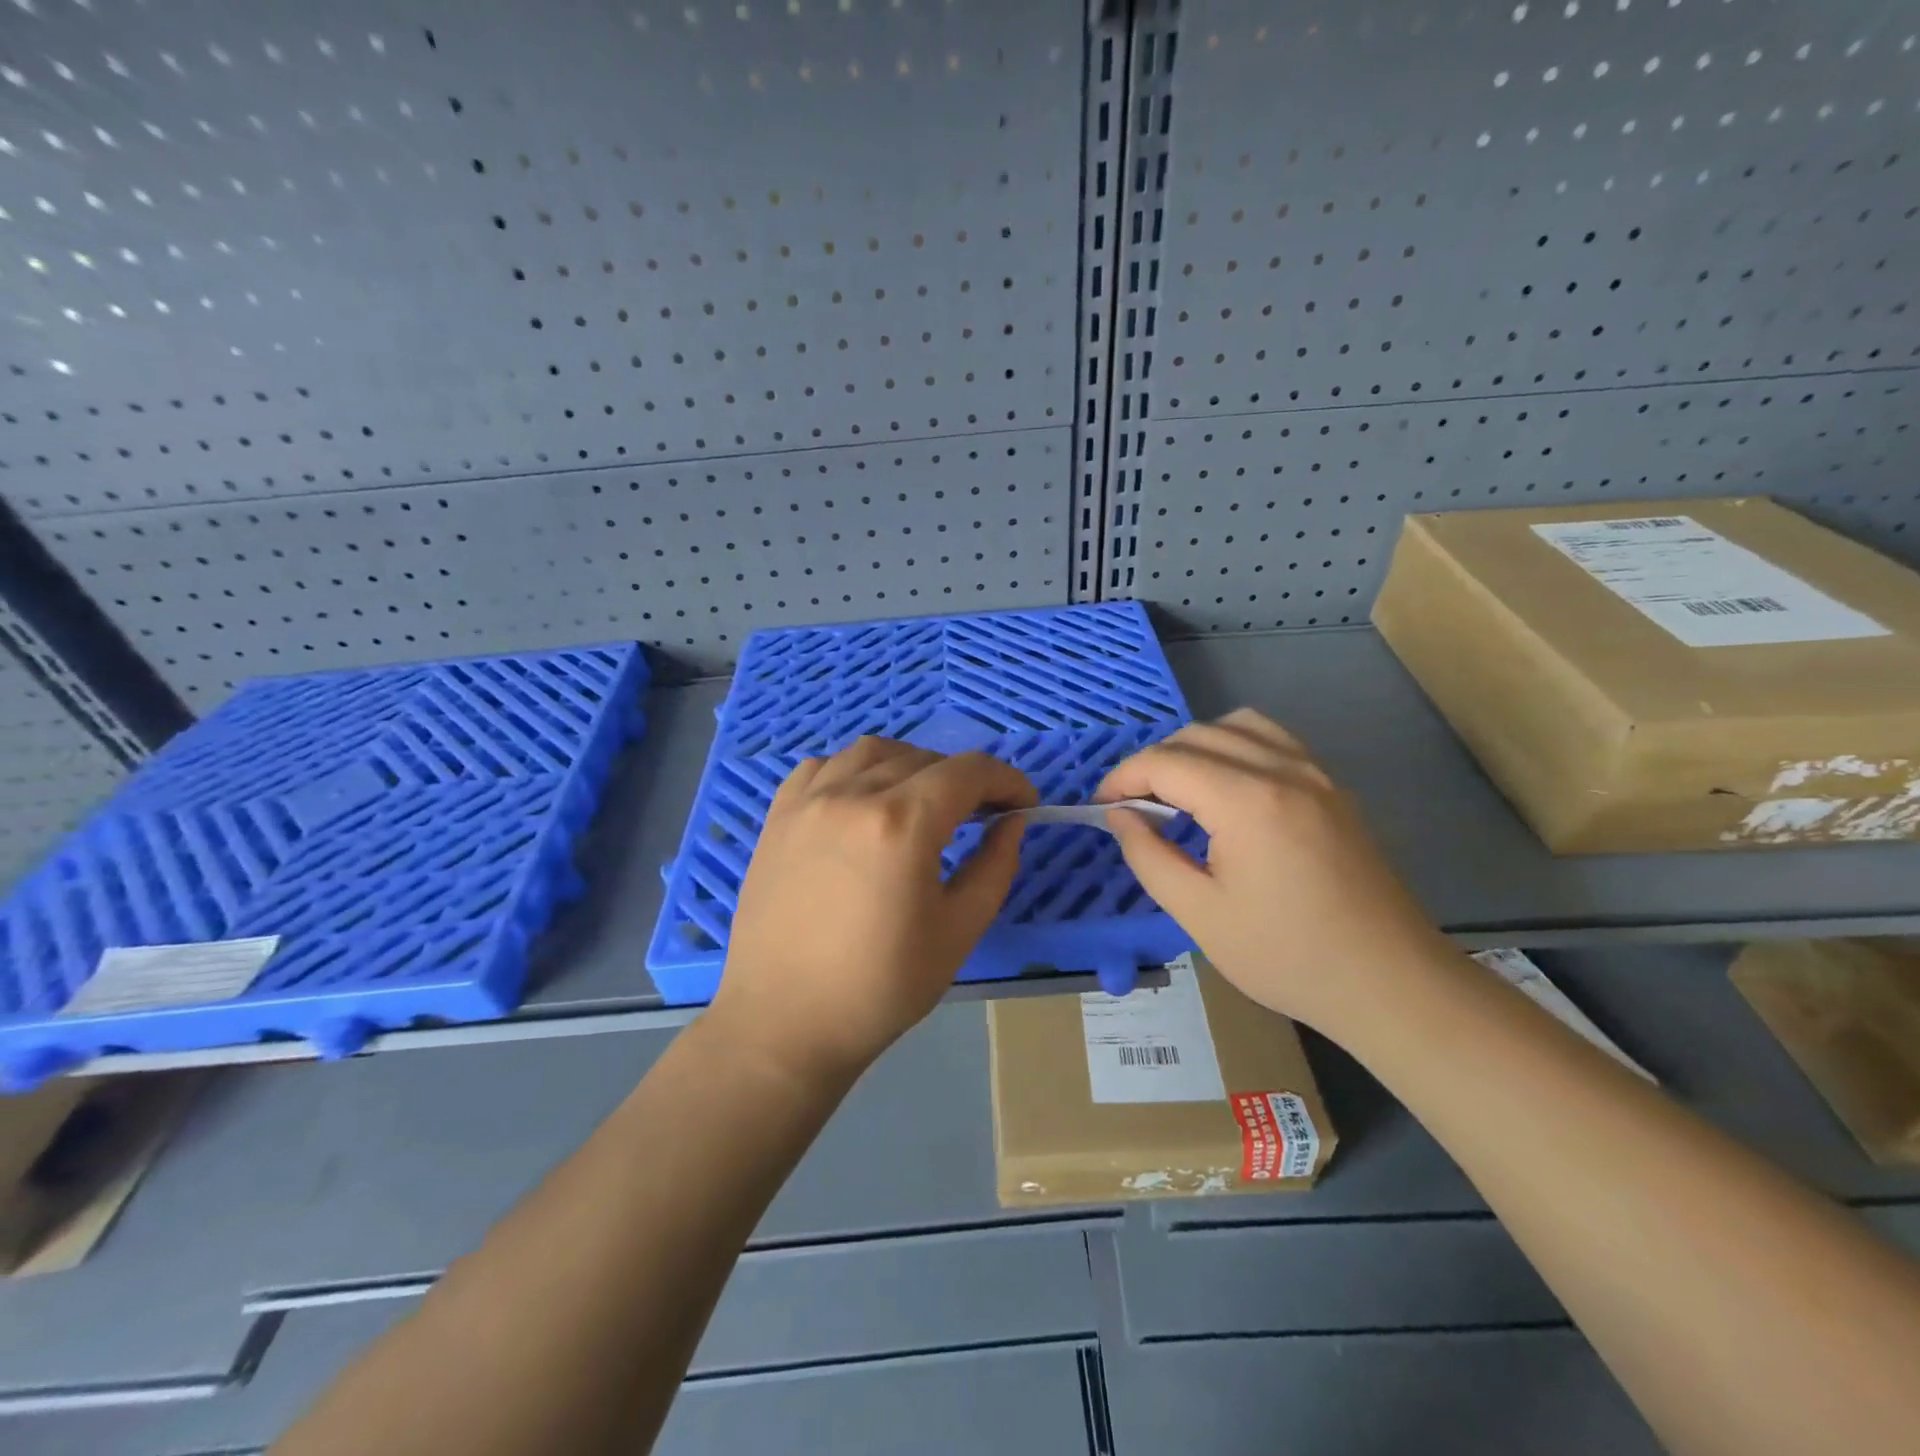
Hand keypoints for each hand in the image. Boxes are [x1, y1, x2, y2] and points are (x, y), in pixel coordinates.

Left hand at [713, 737, 1036, 1086]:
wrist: (784, 1022)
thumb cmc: (881, 987)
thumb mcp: (959, 930)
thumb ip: (995, 866)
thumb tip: (1012, 822)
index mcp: (902, 823)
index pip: (968, 772)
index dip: (1007, 780)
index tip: (1024, 804)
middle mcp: (853, 795)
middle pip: (924, 758)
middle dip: (964, 778)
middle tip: (981, 813)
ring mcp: (808, 801)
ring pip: (872, 752)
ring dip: (911, 765)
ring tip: (923, 801)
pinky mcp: (779, 816)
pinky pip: (823, 767)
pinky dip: (855, 770)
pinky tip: (864, 800)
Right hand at [1096, 709, 1445, 1033]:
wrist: (1391, 984)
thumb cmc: (1287, 956)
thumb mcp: (1199, 915)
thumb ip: (1149, 856)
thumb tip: (1120, 815)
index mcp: (1247, 801)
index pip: (1165, 762)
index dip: (1122, 778)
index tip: (1102, 807)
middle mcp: (1283, 770)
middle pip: (1197, 735)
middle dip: (1154, 763)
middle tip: (1133, 807)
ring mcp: (1315, 773)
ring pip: (1238, 725)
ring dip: (1196, 747)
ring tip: (1178, 791)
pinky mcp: (1333, 788)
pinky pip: (1273, 740)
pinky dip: (1236, 746)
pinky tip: (1227, 789)